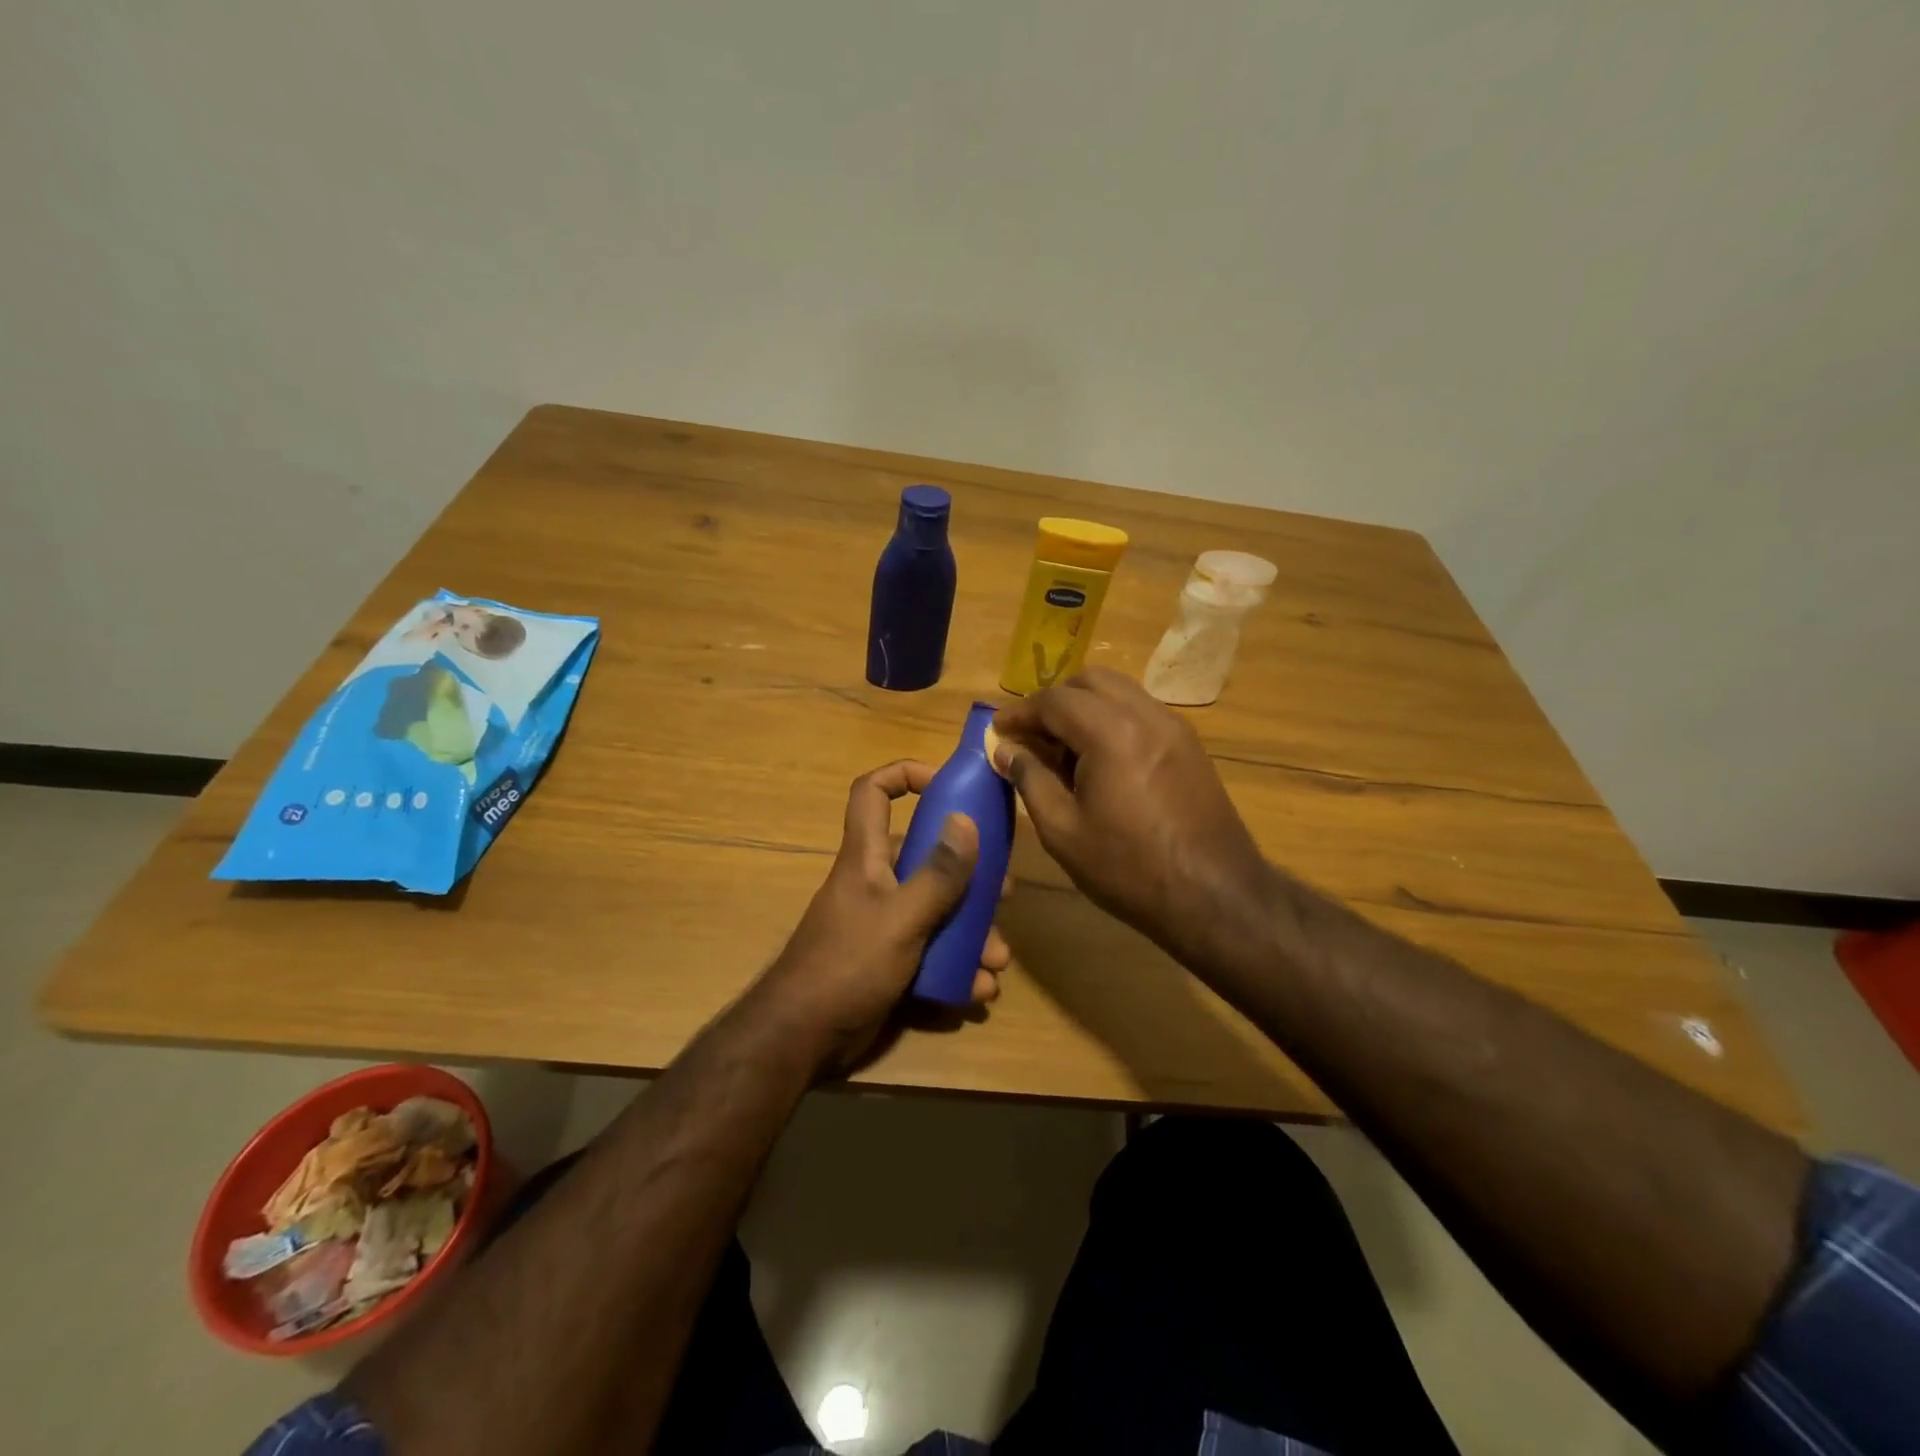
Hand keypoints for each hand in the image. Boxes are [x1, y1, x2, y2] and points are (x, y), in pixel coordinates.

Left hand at [753, 760, 1008, 1072]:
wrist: (803, 1039)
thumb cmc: (849, 964)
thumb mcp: (902, 917)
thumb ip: (938, 873)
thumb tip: (967, 819)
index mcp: (867, 857)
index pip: (872, 793)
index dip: (904, 775)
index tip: (947, 784)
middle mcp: (876, 882)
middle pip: (925, 858)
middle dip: (969, 875)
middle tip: (1003, 892)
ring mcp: (882, 924)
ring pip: (937, 911)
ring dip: (972, 932)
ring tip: (998, 958)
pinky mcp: (889, 961)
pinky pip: (931, 952)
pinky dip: (957, 967)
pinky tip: (979, 988)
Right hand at [992, 668, 1268, 961]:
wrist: (1214, 895)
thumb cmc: (1128, 868)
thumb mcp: (1063, 830)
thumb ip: (1030, 780)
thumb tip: (1006, 750)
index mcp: (1110, 732)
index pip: (1054, 701)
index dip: (1020, 713)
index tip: (998, 730)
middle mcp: (1145, 715)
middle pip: (1090, 681)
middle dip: (1054, 701)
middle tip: (1031, 735)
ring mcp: (1174, 727)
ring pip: (1119, 692)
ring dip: (1085, 707)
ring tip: (1064, 749)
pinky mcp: (1189, 745)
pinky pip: (1142, 712)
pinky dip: (1113, 719)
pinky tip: (1101, 760)